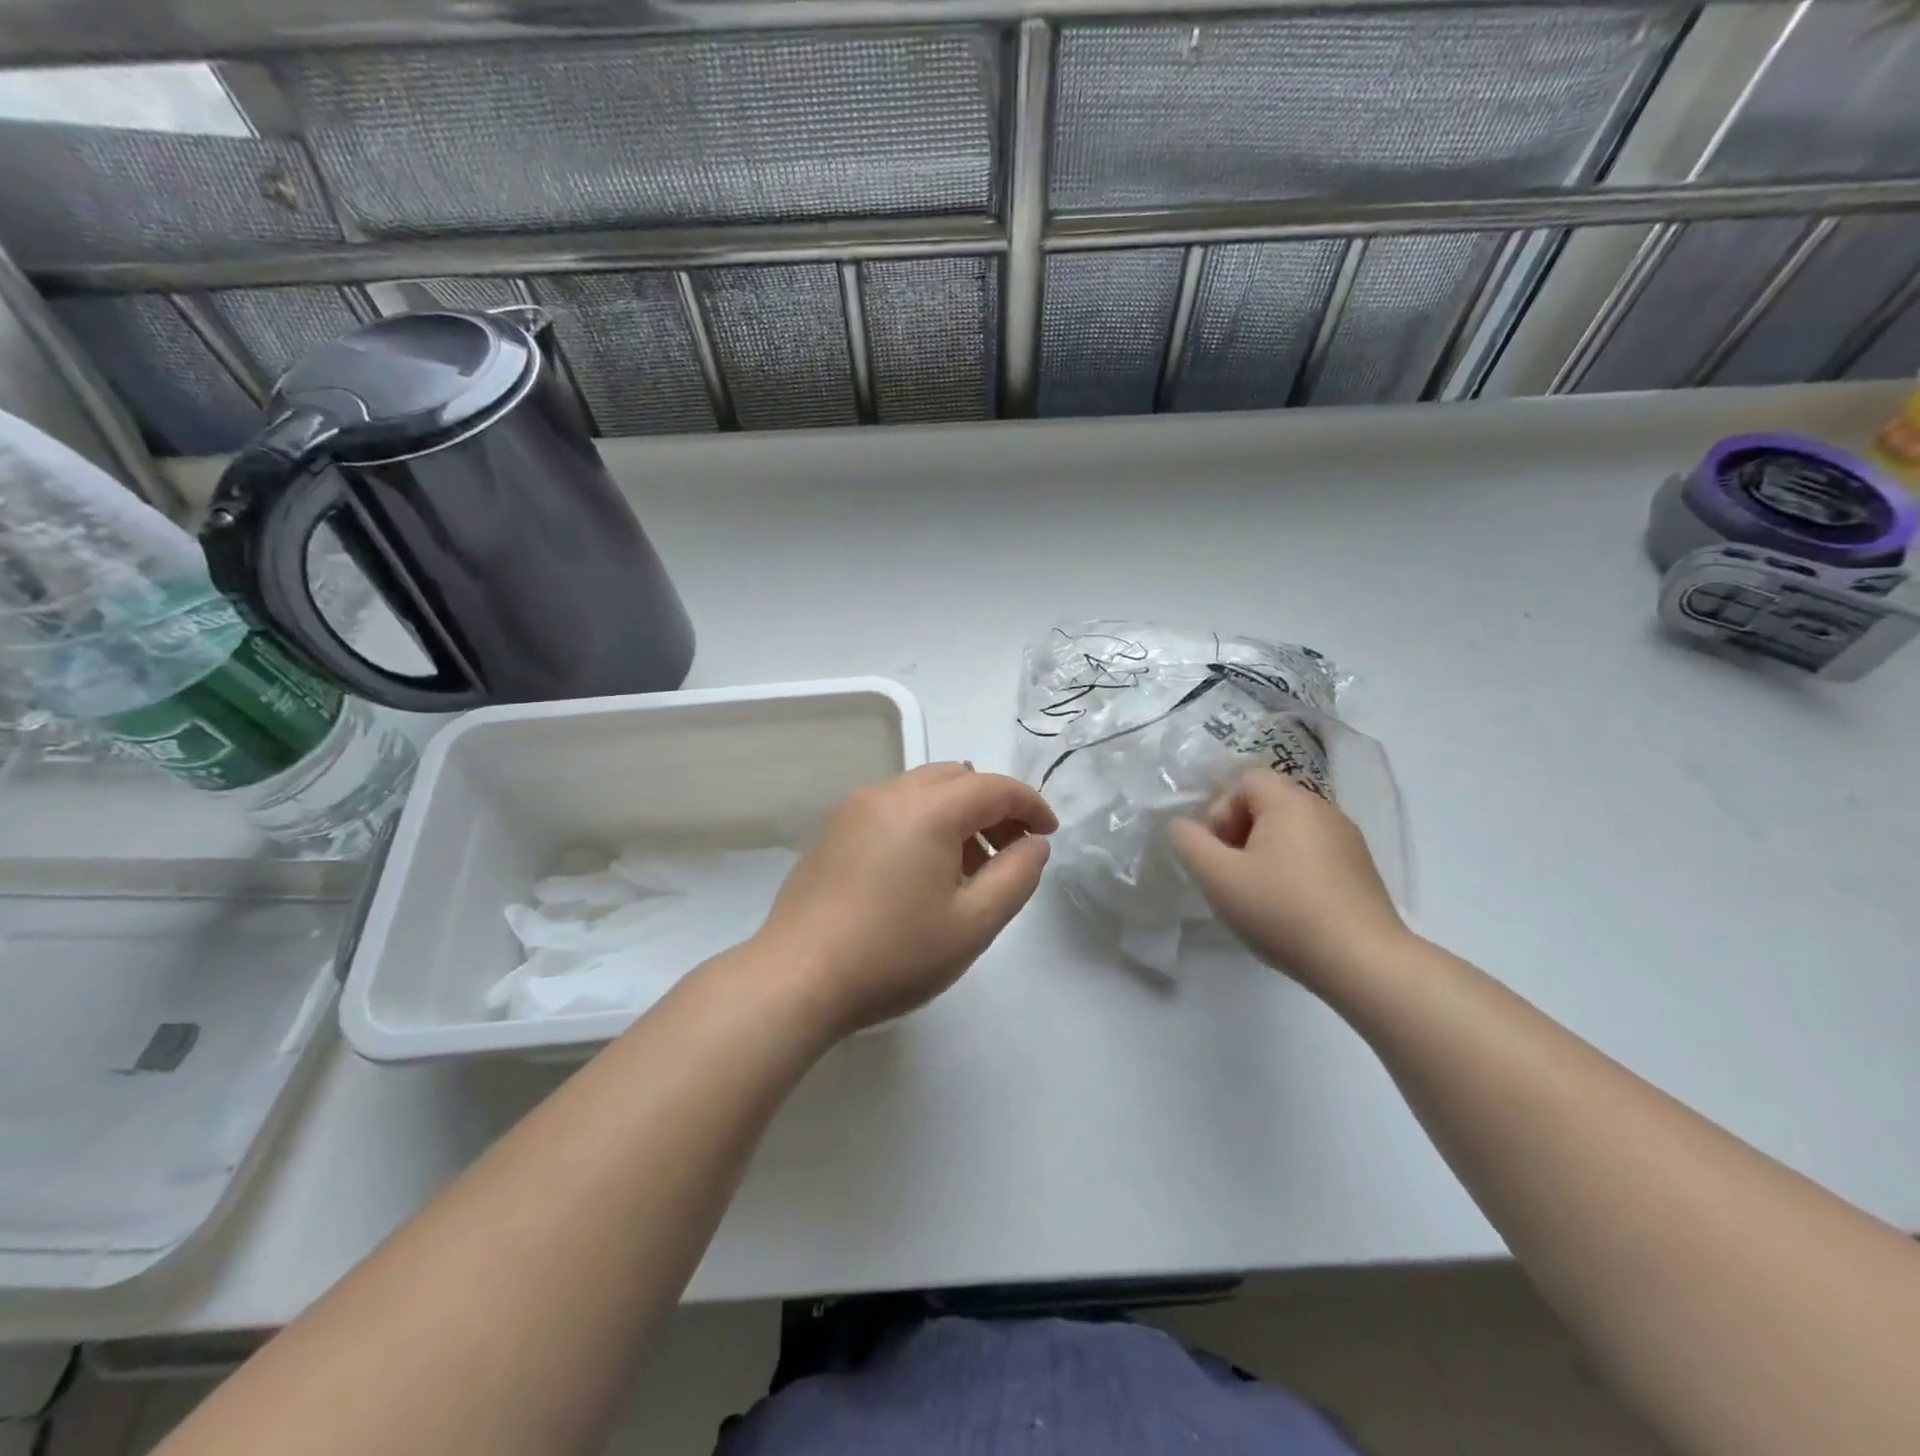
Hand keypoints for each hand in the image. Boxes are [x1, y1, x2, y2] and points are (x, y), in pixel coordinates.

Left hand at [755, 763, 1056, 1034]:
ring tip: (967, 872)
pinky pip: (892, 808)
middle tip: (1009, 854)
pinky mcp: (833, 830)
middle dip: (993, 808)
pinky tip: (921, 874)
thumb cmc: (893, 955)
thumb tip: (1034, 844)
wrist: (796, 979)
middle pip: (957, 778)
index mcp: (927, 810)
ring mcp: (854, 809)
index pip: (994, 787)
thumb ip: (1016, 877)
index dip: (1030, 806)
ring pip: (923, 790)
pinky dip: (922, 823)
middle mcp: (889, 794)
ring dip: (957, 815)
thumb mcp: (973, 924)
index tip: (1048, 834)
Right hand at [1168, 768, 1407, 987]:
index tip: (1218, 852)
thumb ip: (1188, 842)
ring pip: (1290, 832)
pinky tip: (1290, 910)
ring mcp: (1348, 840)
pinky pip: (1313, 855)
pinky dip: (1293, 871)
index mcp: (1289, 801)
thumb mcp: (1217, 876)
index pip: (1244, 780)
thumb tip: (1182, 825)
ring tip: (1258, 897)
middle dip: (1239, 834)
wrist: (1362, 961)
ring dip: (1264, 855)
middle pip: (1267, 804)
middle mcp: (1323, 810)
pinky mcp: (1361, 870)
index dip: (1220, 810)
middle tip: (1231, 876)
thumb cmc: (1282, 910)